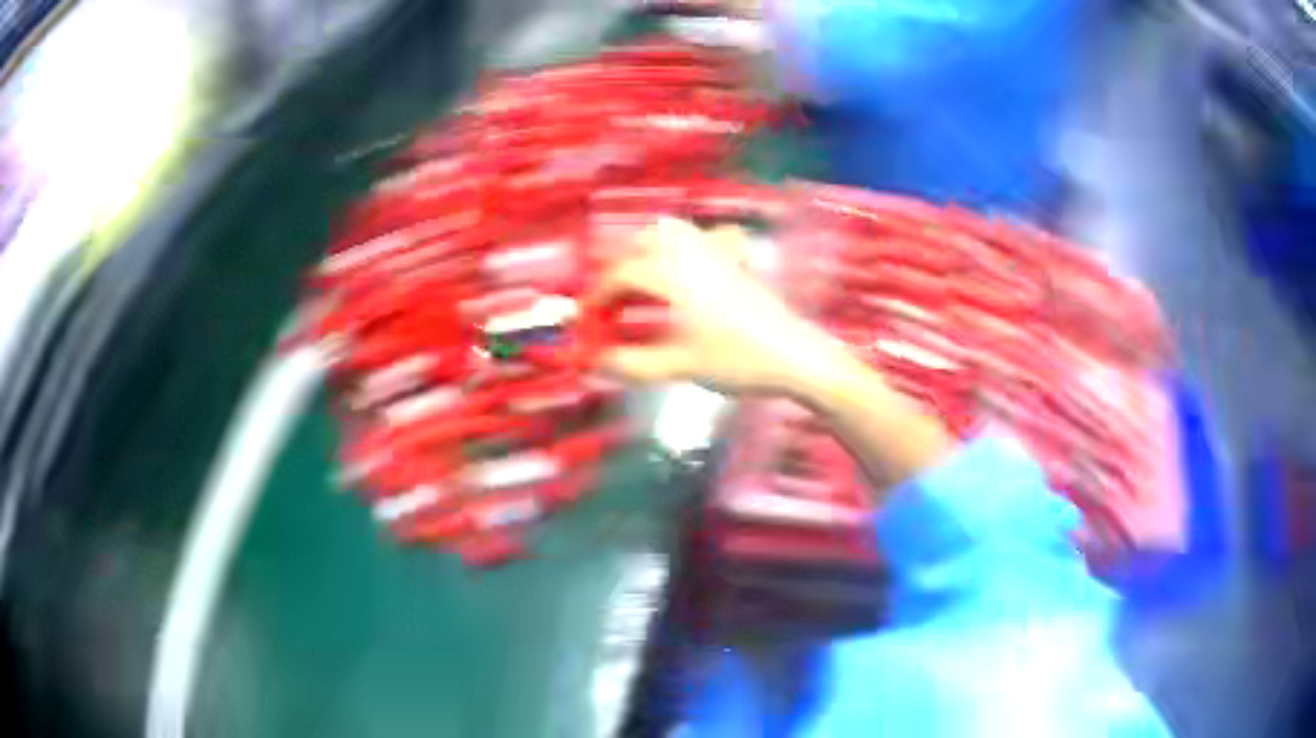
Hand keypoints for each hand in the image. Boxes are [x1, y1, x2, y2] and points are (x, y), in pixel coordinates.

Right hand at [587, 218, 836, 392]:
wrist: (795, 357)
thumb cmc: (737, 361)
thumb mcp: (679, 367)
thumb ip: (631, 364)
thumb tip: (596, 363)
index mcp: (672, 276)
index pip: (621, 275)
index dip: (597, 297)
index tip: (588, 321)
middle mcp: (691, 255)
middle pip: (642, 242)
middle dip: (618, 268)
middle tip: (611, 301)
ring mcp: (717, 254)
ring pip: (672, 231)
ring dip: (647, 249)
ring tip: (640, 281)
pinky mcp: (737, 264)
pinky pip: (706, 238)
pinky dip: (686, 245)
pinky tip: (687, 266)